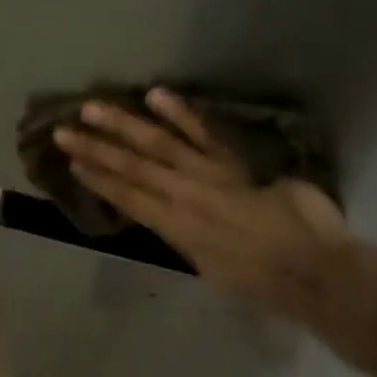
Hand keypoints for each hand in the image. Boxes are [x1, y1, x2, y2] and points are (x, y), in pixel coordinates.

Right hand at [55, 89, 353, 321]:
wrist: (313, 273)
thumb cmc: (266, 282)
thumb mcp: (214, 268)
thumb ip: (193, 239)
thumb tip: (184, 219)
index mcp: (176, 229)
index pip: (129, 197)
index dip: (99, 180)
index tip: (72, 163)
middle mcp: (183, 197)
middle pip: (131, 168)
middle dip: (96, 149)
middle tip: (63, 131)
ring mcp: (207, 174)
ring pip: (156, 146)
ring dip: (122, 126)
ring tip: (92, 108)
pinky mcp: (233, 161)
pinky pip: (203, 133)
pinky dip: (179, 113)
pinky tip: (154, 95)